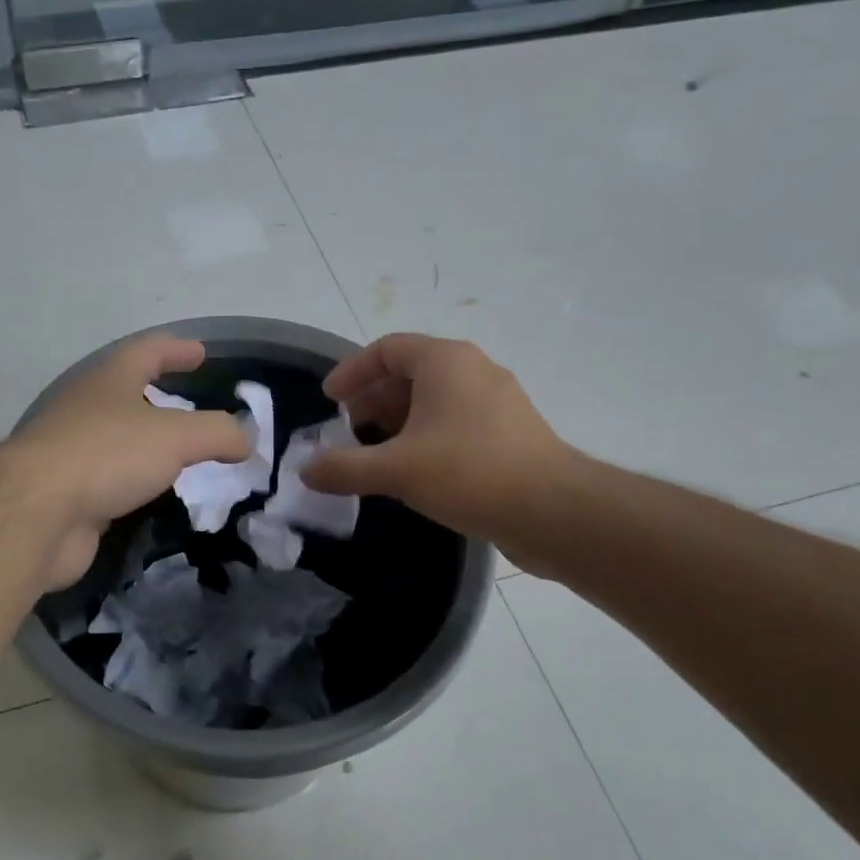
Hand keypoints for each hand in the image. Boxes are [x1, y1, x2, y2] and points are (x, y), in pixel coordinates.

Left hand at [8, 334, 250, 588]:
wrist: (37, 512)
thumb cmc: (107, 454)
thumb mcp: (176, 436)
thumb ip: (217, 432)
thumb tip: (245, 439)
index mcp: (108, 379)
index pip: (147, 351)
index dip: (177, 348)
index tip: (201, 352)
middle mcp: (86, 408)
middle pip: (126, 392)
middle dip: (158, 396)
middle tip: (193, 406)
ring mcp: (72, 451)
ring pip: (117, 439)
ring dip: (146, 442)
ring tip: (181, 454)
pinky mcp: (67, 492)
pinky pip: (110, 478)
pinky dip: (134, 481)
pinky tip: (153, 494)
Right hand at [303, 333, 582, 559]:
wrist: (553, 510)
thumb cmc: (468, 472)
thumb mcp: (396, 470)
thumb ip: (344, 468)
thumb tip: (306, 471)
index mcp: (445, 361)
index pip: (387, 349)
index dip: (352, 371)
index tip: (330, 400)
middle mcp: (473, 370)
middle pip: (410, 372)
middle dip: (372, 399)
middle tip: (347, 429)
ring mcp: (497, 401)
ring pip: (435, 399)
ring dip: (398, 420)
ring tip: (374, 452)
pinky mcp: (510, 432)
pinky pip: (456, 421)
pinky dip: (425, 435)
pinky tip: (413, 470)